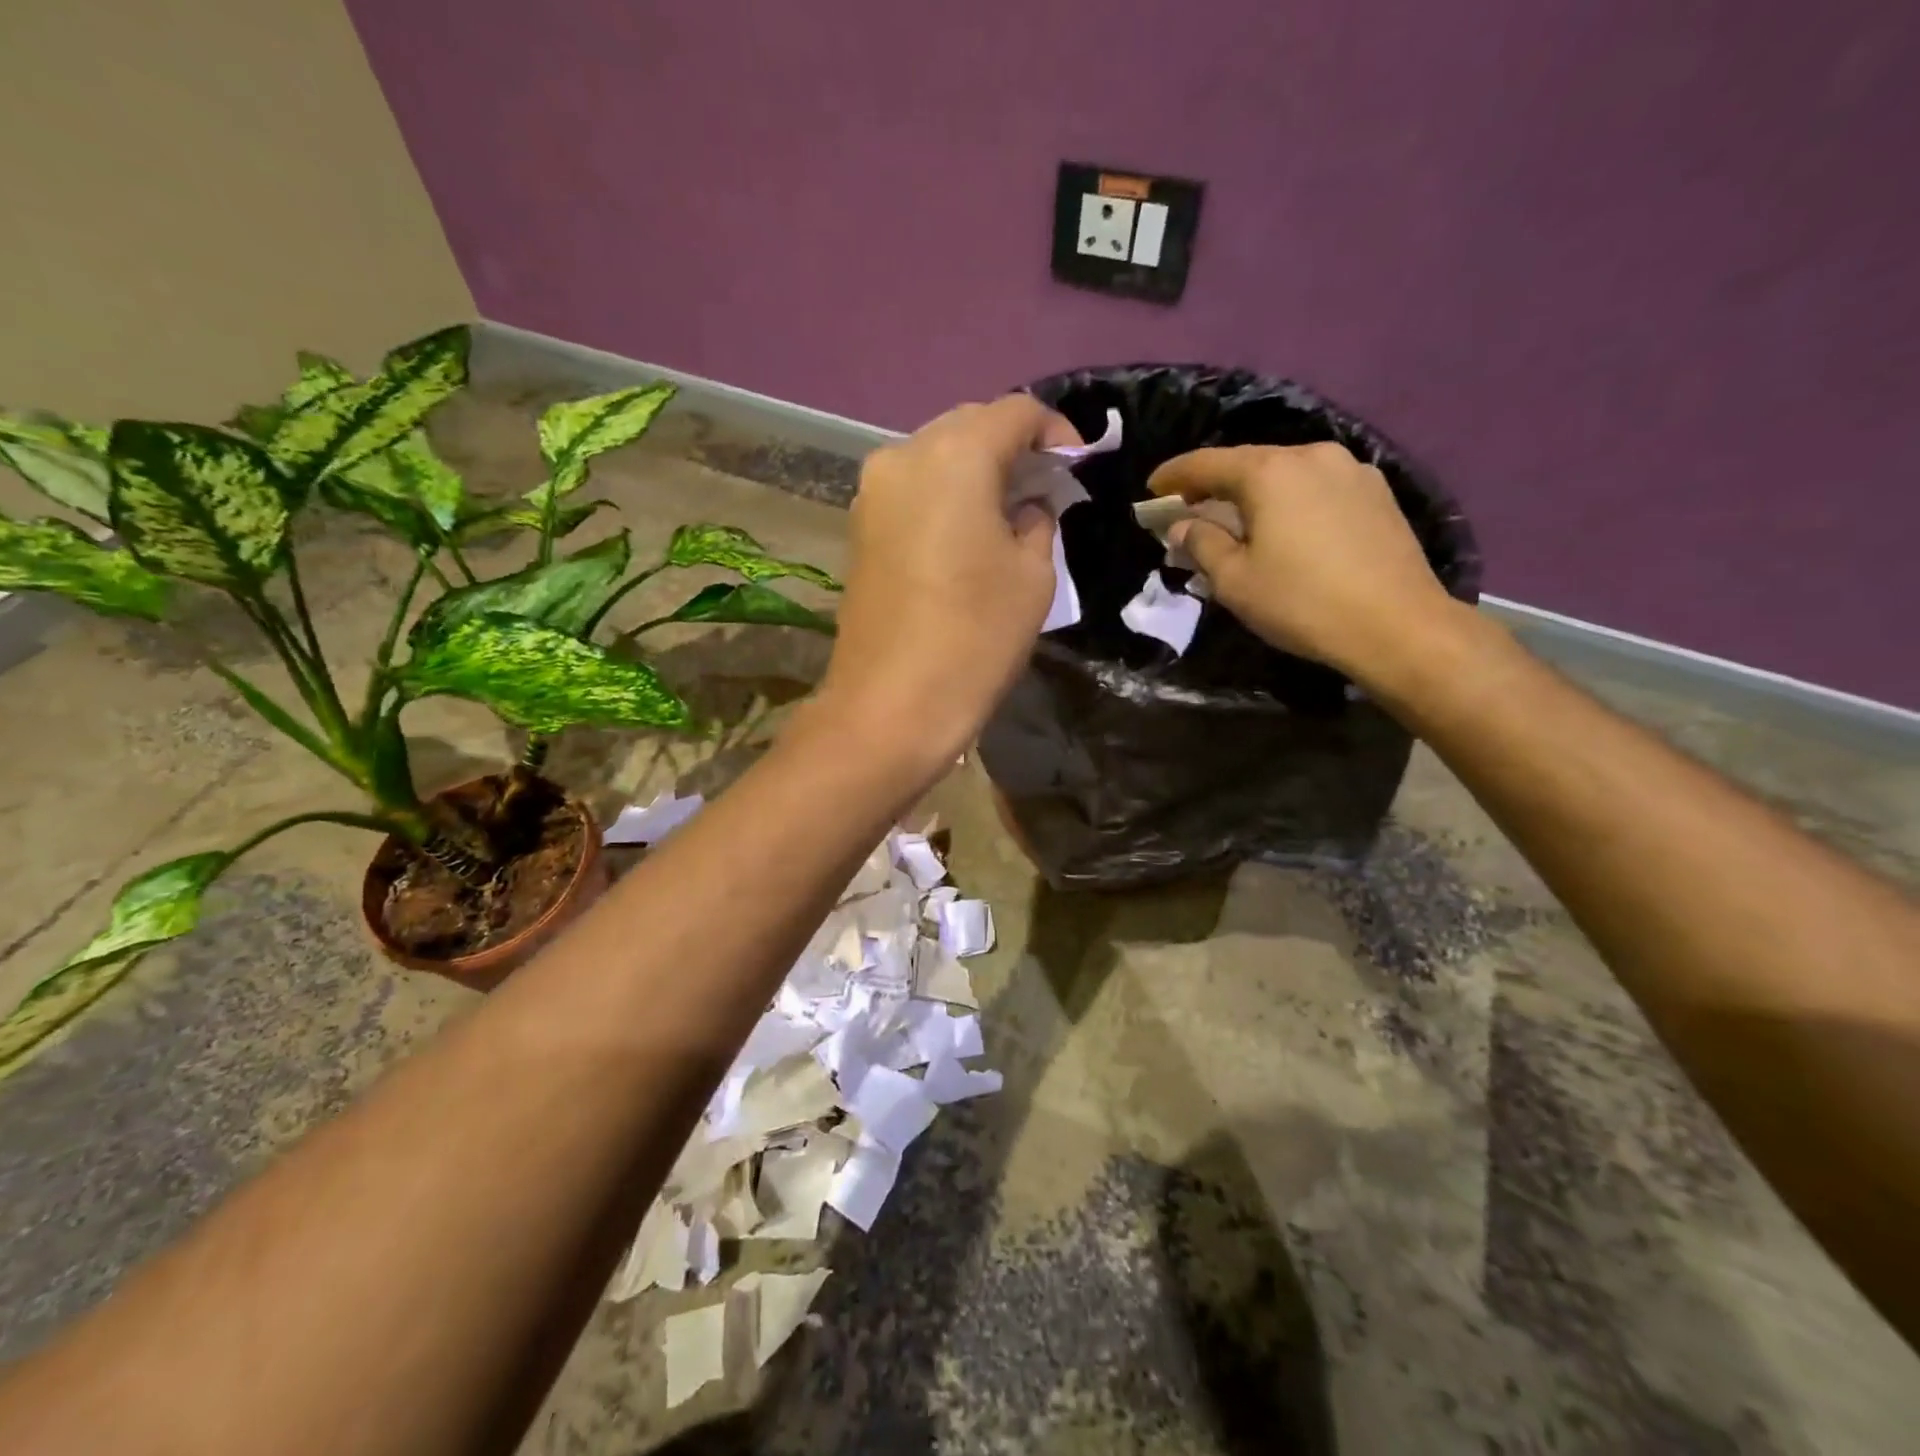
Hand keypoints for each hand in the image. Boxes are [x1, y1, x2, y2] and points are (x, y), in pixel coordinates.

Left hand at [820, 395, 1080, 769]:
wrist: (890, 705)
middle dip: (1012, 447)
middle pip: (968, 426)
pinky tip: (966, 531)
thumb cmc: (975, 638)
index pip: (1014, 412)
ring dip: (975, 471)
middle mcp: (903, 456)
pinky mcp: (858, 528)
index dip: (1054, 430)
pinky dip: (944, 495)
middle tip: (1045, 487)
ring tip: (1008, 510)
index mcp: (955, 455)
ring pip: (935, 457)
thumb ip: (1037, 522)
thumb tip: (1025, 507)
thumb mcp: (1032, 576)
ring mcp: (871, 492)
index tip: (1077, 465)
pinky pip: (911, 491)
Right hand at [1147, 442, 1463, 681]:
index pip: (1207, 462)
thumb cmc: (1301, 602)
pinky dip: (1290, 502)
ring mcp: (1351, 470)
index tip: (1152, 489)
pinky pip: (1317, 488)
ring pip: (1286, 475)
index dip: (1174, 475)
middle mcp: (1311, 455)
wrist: (1397, 625)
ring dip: (1255, 495)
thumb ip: (1202, 544)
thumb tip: (1182, 526)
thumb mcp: (1234, 581)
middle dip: (1215, 486)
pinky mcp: (1378, 493)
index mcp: (1269, 472)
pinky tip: (1287, 529)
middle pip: (1249, 463)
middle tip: (1191, 511)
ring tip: (1240, 523)